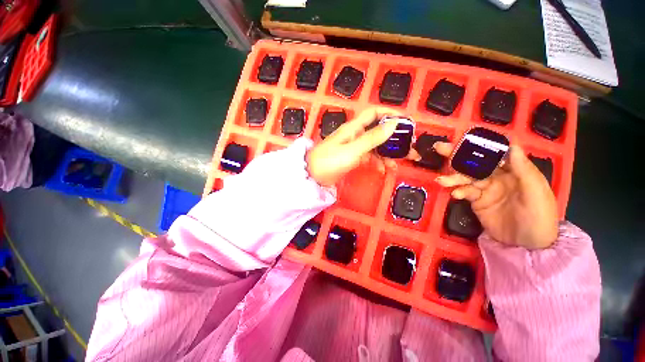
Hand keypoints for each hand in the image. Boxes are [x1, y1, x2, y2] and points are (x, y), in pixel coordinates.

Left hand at [306, 108, 400, 187]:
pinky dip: (377, 162)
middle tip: (409, 147)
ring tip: (398, 164)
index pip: (374, 113)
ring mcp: (354, 147)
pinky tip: (382, 170)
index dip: (389, 113)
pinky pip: (369, 157)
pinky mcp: (353, 158)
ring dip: (387, 154)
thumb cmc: (330, 161)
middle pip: (378, 131)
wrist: (313, 176)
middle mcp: (355, 135)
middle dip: (393, 138)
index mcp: (354, 128)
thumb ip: (372, 138)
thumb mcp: (352, 150)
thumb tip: (393, 124)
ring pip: (375, 147)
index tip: (405, 121)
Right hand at [434, 143, 558, 249]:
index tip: (464, 139)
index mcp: (514, 170)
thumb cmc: (540, 217)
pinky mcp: (477, 201)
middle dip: (457, 155)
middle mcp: (498, 177)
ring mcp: (486, 189)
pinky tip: (455, 194)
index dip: (479, 145)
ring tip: (441, 181)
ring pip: (466, 177)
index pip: (494, 153)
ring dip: (453, 177)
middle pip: (475, 163)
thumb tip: (512, 144)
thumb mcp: (536, 193)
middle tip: (439, 147)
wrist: (528, 246)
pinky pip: (465, 192)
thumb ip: (524, 170)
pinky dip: (458, 191)